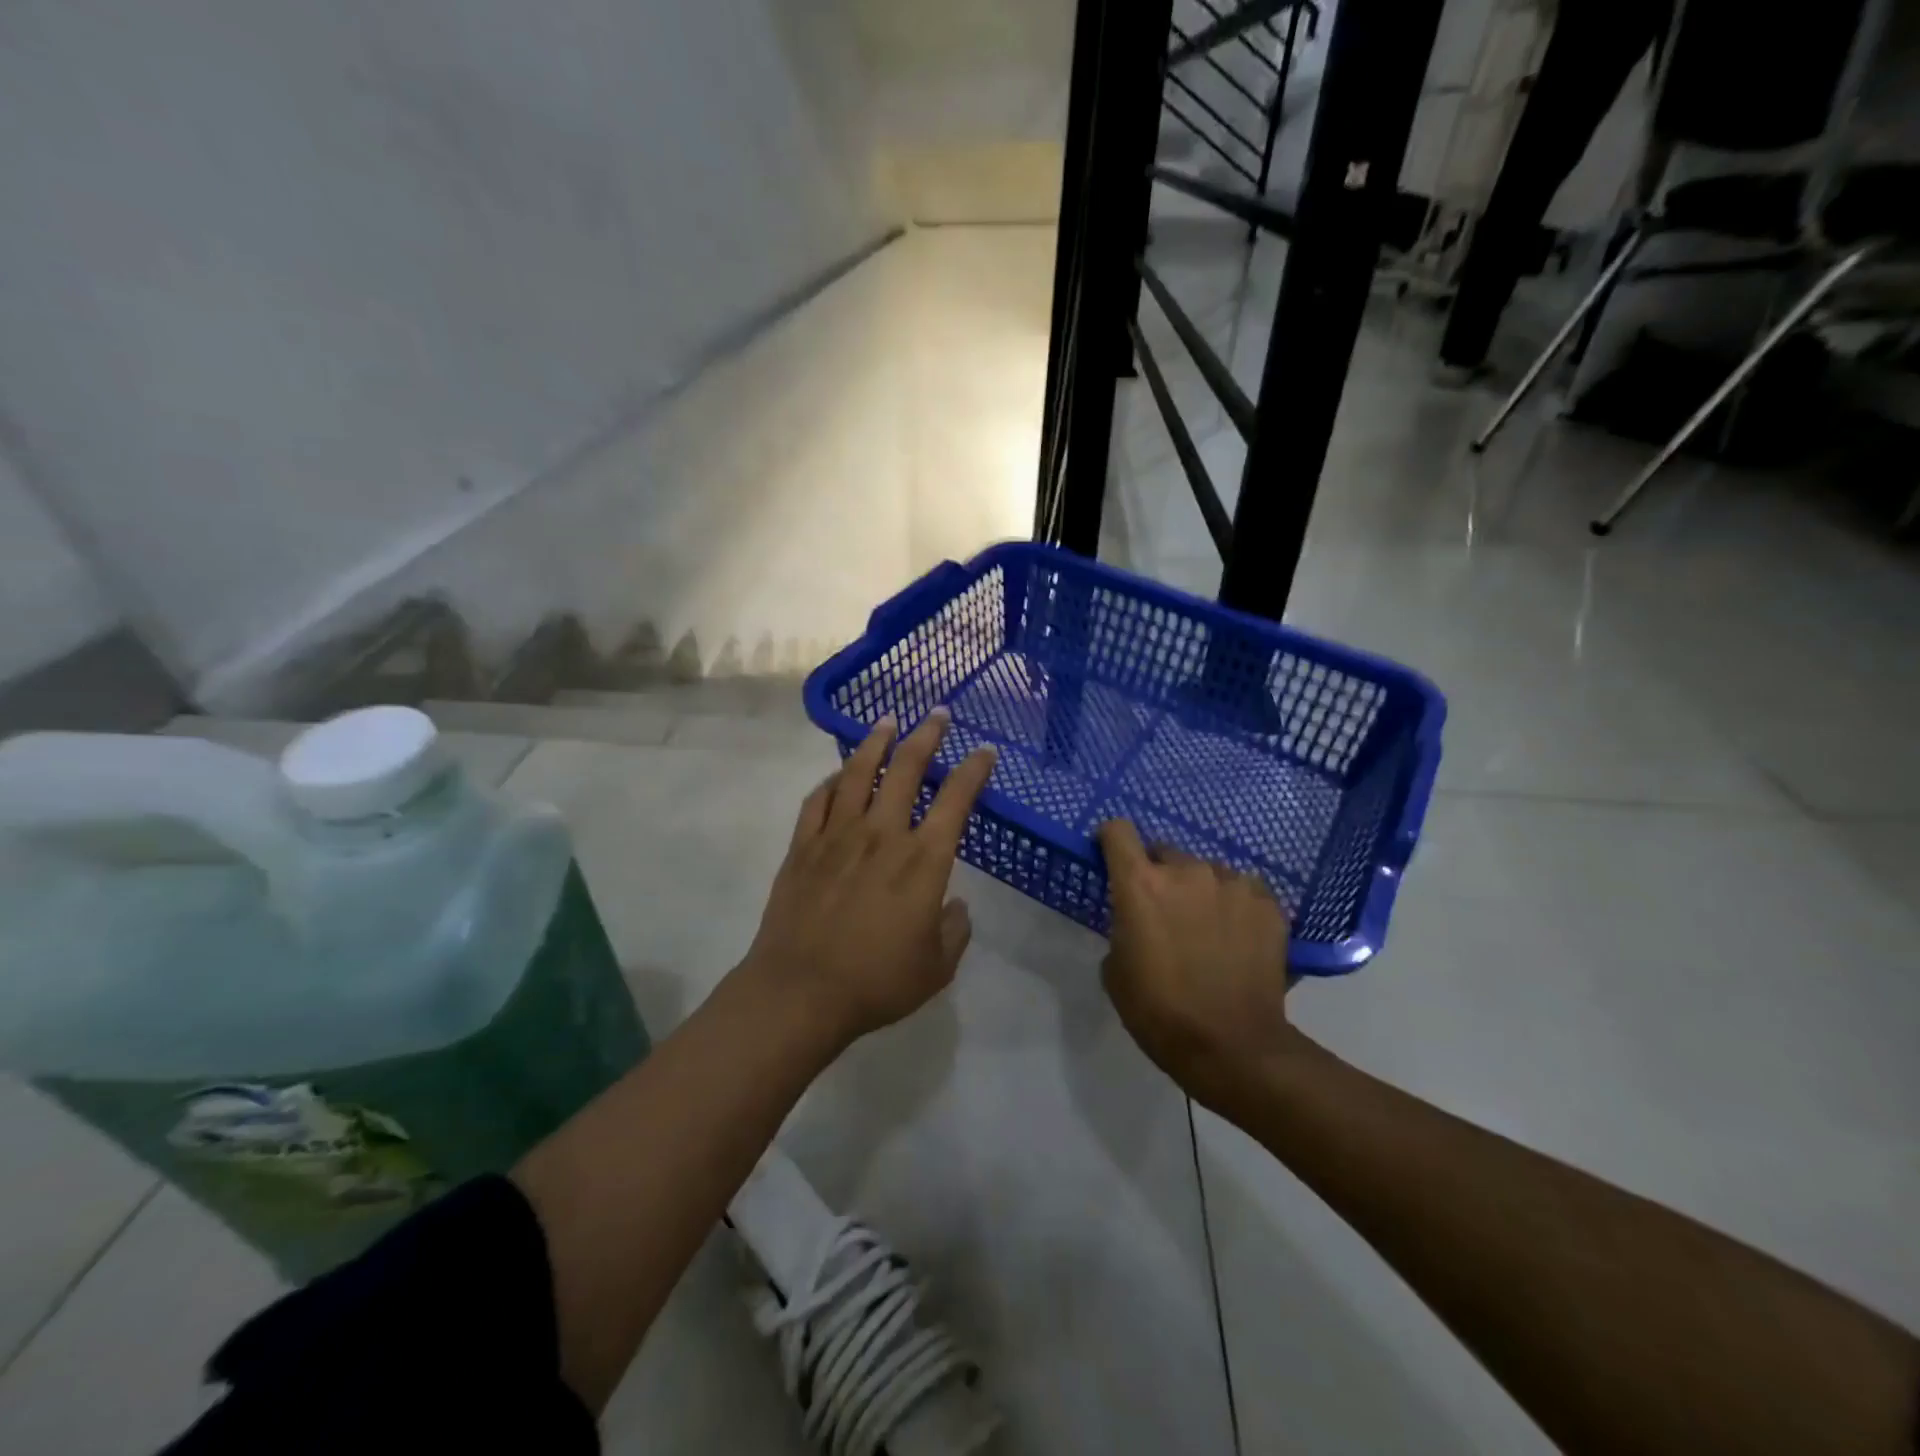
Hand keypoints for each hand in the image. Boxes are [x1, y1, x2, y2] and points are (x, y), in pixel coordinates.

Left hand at [742, 710, 996, 1048]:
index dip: (974, 770)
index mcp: (922, 860)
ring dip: (876, 742)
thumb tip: (956, 906)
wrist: (800, 992)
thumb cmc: (876, 982)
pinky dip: (832, 781)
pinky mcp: (803, 846)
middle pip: (906, 769)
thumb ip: (955, 931)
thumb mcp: (936, 968)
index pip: (956, 800)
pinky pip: (818, 800)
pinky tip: (839, 775)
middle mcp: (882, 835)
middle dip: (926, 736)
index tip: (985, 751)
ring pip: (858, 773)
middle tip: (938, 714)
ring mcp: (837, 836)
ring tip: (887, 722)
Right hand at [1096, 821, 1296, 1111]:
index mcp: (1141, 884)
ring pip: (1206, 872)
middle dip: (1159, 875)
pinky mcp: (1268, 903)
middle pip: (1164, 852)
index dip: (1111, 840)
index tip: (1111, 857)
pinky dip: (1234, 906)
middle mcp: (1187, 871)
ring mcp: (1232, 884)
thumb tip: (1137, 920)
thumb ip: (1123, 927)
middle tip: (1164, 913)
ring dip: (1199, 891)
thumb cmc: (1159, 1012)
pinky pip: (1242, 890)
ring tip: (1207, 930)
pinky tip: (1237, 939)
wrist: (1233, 1047)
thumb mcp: (1116, 970)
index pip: (1118, 831)